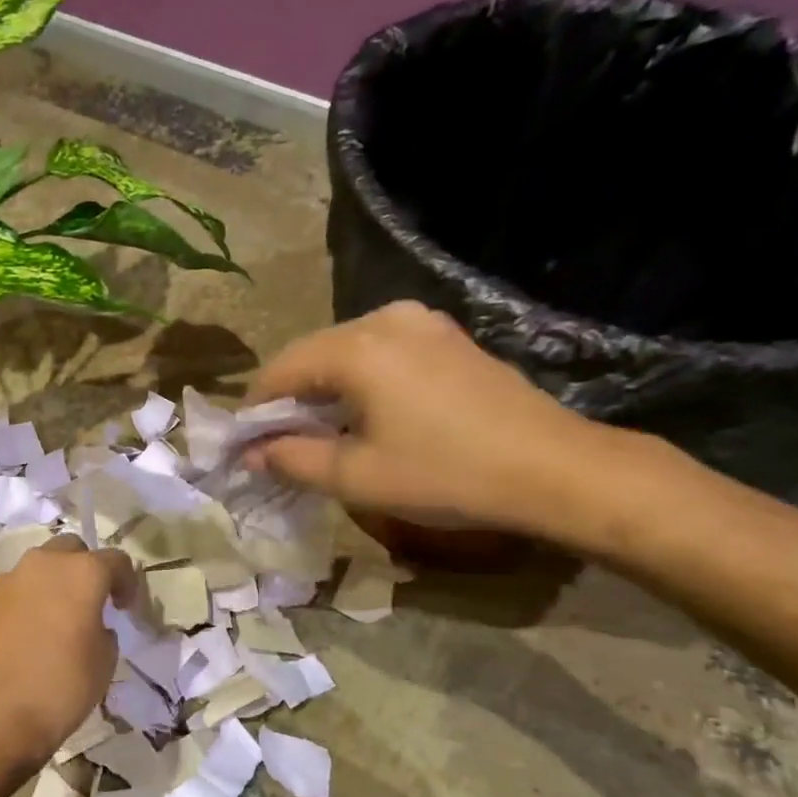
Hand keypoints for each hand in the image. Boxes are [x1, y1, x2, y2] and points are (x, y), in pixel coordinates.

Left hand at [0, 536, 135, 768]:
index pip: (116, 559)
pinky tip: (33, 632)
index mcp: (82, 572)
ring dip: (55, 582)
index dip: (127, 582)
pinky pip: (18, 589)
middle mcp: (44, 564)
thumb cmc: (60, 686)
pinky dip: (30, 600)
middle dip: (86, 568)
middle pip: (72, 550)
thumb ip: (104, 629)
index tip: (125, 608)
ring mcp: (10, 579)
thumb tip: (91, 623)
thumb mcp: (104, 661)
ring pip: (41, 566)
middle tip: (93, 602)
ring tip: (61, 617)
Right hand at [245, 301, 608, 539]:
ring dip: (325, 388)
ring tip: (323, 432)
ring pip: (347, 351)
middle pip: (312, 354)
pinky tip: (368, 413)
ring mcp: (422, 322)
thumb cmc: (445, 474)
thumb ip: (292, 459)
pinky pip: (382, 351)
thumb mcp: (357, 477)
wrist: (552, 468)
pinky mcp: (447, 336)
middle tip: (280, 444)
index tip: (244, 445)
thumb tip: (252, 454)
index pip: (280, 370)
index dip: (255, 409)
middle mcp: (385, 319)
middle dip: (290, 398)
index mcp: (356, 348)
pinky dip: (360, 379)